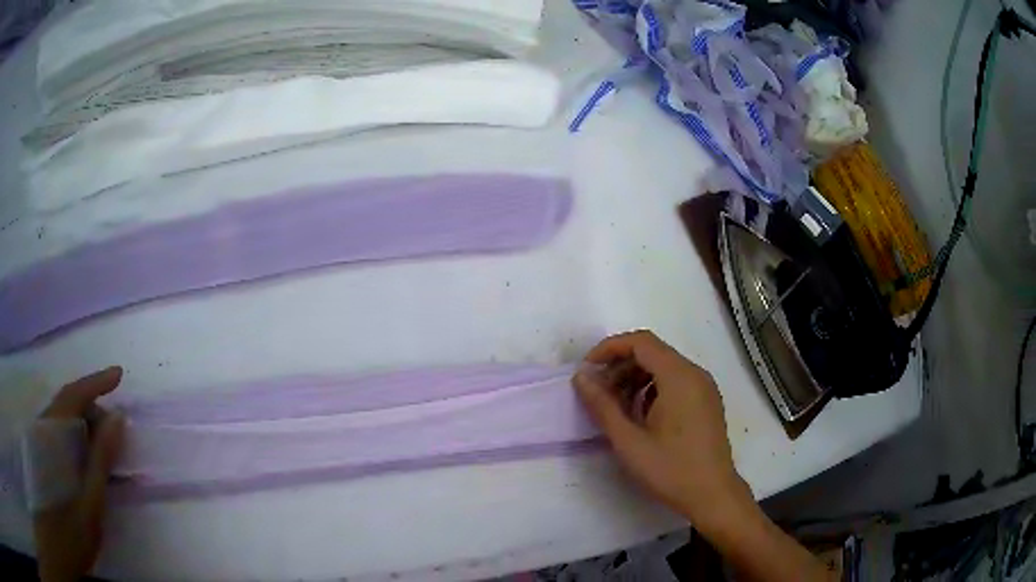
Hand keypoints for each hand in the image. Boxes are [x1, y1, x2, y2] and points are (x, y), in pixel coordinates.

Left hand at [32, 367, 124, 581]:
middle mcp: (43, 428)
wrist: (59, 543)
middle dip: (92, 407)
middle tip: (115, 429)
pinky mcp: (39, 451)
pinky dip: (73, 433)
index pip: (74, 396)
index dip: (96, 382)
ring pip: (61, 415)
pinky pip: (57, 430)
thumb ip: (101, 459)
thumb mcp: (91, 503)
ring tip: (102, 444)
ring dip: (83, 421)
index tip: (118, 374)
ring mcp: (39, 438)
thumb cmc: (73, 532)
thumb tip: (117, 419)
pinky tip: (83, 455)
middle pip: (67, 402)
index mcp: (55, 436)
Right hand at [572, 331, 751, 531]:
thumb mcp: (629, 441)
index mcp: (679, 377)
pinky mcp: (706, 402)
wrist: (713, 495)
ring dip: (635, 378)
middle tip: (598, 392)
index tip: (587, 370)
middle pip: (652, 352)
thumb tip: (581, 378)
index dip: (609, 349)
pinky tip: (640, 416)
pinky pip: (676, 381)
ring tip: (615, 406)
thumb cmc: (670, 469)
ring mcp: (704, 388)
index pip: (640, 342)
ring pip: (664, 367)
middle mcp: (695, 374)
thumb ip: (603, 406)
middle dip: (620, 366)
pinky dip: (652, 388)